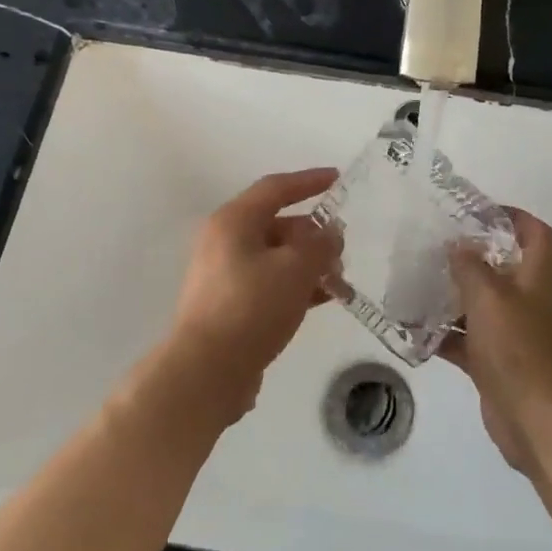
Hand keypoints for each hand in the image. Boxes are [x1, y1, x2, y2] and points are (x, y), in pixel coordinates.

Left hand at [156, 168, 342, 424]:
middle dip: (315, 235)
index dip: (309, 181)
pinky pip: (270, 283)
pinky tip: (324, 300)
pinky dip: (296, 286)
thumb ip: (320, 244)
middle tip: (344, 251)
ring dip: (310, 264)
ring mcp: (225, 275)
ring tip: (341, 282)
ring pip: (276, 257)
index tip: (338, 179)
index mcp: (234, 221)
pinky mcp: (230, 305)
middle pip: (277, 225)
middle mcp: (225, 242)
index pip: (276, 188)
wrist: (207, 370)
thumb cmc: (251, 307)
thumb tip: (331, 233)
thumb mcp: (296, 269)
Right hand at [442, 210, 551, 474]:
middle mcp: (529, 301)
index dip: (514, 217)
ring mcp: (514, 334)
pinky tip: (414, 330)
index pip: (536, 234)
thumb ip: (471, 267)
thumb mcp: (490, 297)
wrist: (537, 420)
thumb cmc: (518, 348)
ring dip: (454, 296)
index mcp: (538, 277)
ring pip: (481, 305)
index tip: (479, 212)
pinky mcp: (497, 363)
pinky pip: (468, 340)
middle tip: (436, 246)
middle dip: (472, 256)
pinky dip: (445, 335)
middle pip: (504, 268)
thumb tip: (458, 245)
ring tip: (417, 283)